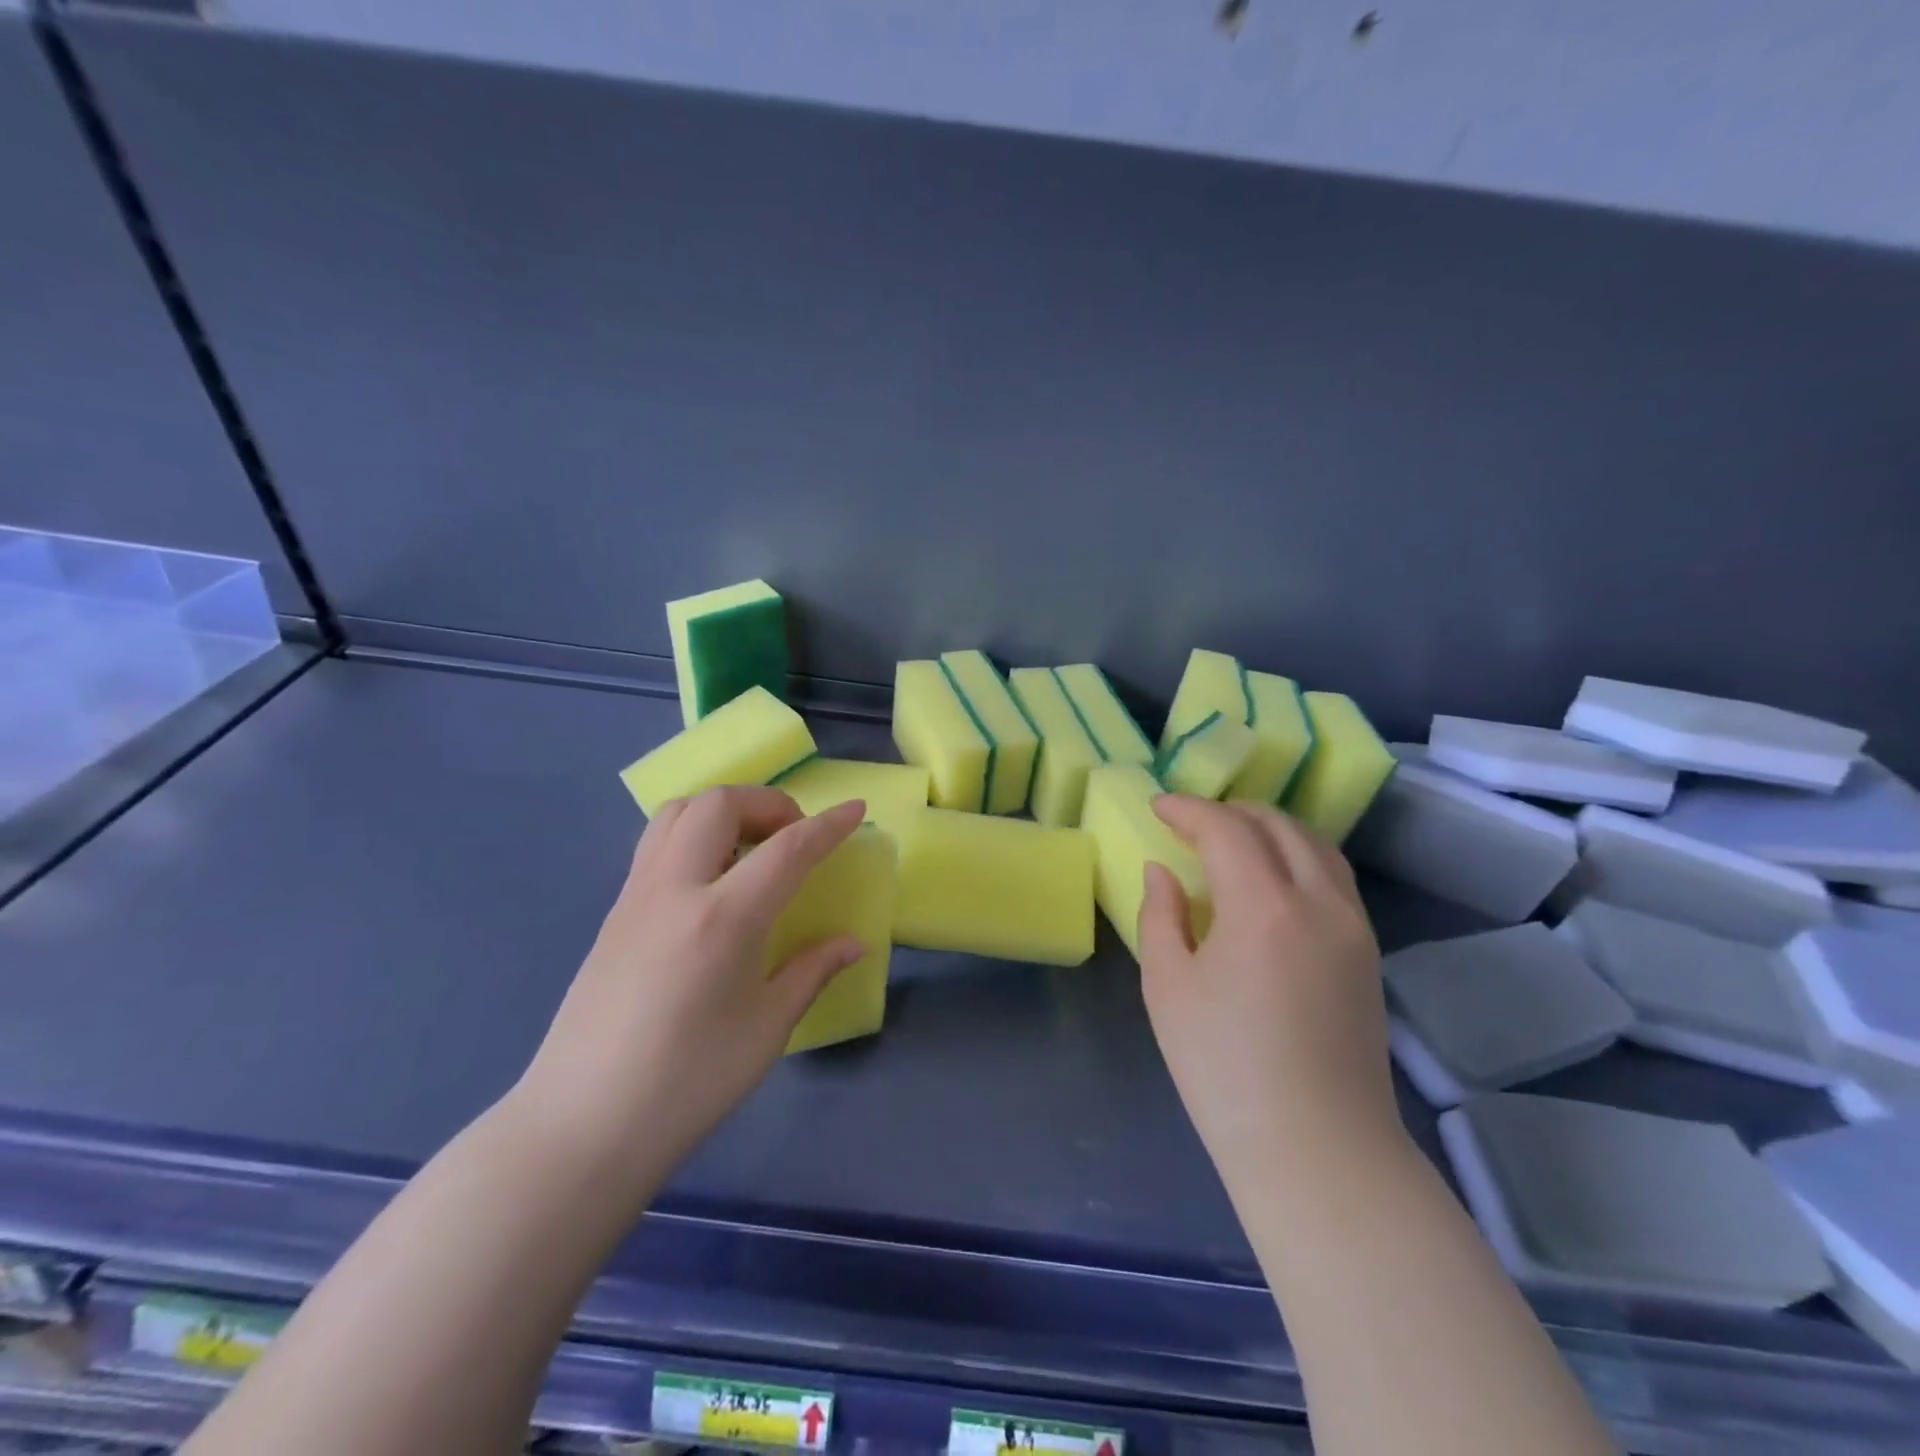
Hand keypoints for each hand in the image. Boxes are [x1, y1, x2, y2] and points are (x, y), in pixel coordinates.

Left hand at [515, 787, 866, 1189]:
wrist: (583, 1125)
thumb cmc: (689, 1082)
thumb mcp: (767, 1028)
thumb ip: (812, 971)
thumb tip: (854, 943)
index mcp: (723, 919)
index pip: (787, 849)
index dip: (827, 825)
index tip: (855, 809)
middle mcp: (675, 889)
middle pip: (720, 804)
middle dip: (767, 803)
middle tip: (793, 838)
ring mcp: (636, 896)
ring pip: (678, 812)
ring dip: (723, 811)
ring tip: (750, 849)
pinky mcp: (613, 912)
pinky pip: (656, 844)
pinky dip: (693, 834)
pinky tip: (710, 881)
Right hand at [1137, 797, 1401, 1193]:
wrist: (1317, 1150)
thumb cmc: (1224, 1069)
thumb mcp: (1168, 986)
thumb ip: (1160, 915)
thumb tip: (1162, 872)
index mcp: (1263, 906)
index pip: (1225, 828)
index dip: (1188, 809)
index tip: (1158, 806)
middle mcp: (1318, 901)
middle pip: (1277, 825)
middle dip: (1230, 810)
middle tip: (1190, 820)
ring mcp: (1353, 926)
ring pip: (1315, 845)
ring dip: (1270, 828)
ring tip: (1232, 838)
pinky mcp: (1368, 953)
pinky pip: (1333, 876)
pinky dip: (1298, 855)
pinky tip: (1272, 877)